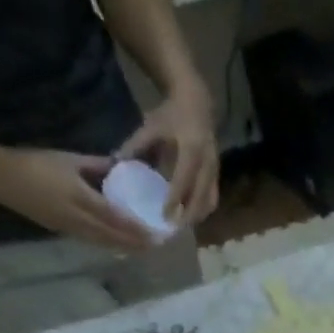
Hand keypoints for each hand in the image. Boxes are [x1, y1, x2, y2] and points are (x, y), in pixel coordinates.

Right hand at [0, 146, 156, 251]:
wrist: (0, 178)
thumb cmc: (35, 163)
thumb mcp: (69, 159)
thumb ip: (97, 166)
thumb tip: (121, 167)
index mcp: (83, 200)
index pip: (119, 220)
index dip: (140, 229)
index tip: (159, 233)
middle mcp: (81, 221)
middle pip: (116, 238)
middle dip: (139, 243)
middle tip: (159, 245)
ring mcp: (73, 230)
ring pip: (107, 244)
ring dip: (127, 247)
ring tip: (146, 248)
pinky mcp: (65, 233)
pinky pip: (95, 242)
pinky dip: (111, 244)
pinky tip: (122, 244)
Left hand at [116, 84, 219, 223]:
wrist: (197, 103)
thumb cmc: (171, 115)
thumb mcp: (151, 126)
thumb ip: (135, 146)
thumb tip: (116, 164)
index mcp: (191, 148)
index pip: (183, 179)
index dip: (175, 199)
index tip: (165, 216)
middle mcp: (207, 162)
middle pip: (201, 197)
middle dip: (188, 215)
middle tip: (172, 229)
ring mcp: (215, 170)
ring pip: (210, 201)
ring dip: (197, 216)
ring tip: (181, 226)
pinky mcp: (218, 175)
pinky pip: (212, 198)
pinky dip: (202, 210)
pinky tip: (189, 217)